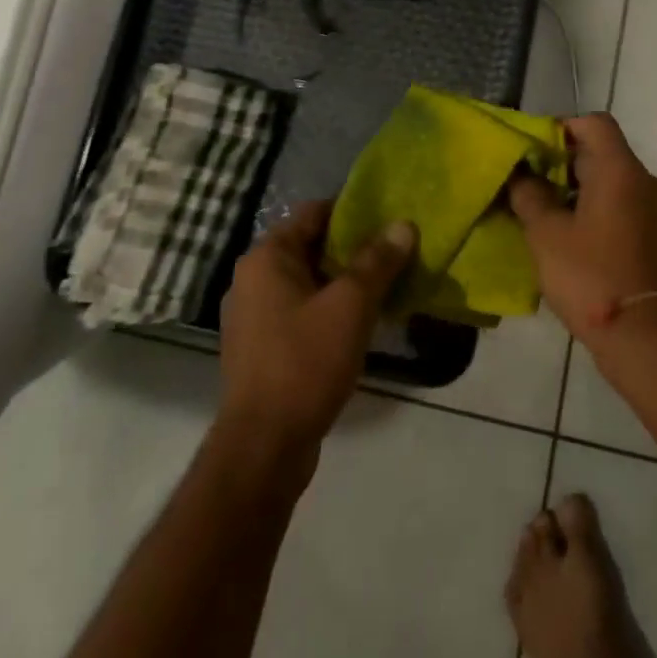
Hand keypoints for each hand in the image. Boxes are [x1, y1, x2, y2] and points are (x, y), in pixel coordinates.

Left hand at [218, 202, 414, 458]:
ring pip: (309, 282)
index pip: (314, 212)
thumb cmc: (304, 362)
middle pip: (312, 246)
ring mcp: (254, 317)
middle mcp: (253, 279)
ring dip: (345, 281)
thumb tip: (403, 224)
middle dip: (355, 248)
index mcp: (267, 258)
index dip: (354, 209)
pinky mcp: (262, 348)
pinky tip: (363, 321)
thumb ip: (378, 262)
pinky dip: (330, 309)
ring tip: (388, 283)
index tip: (390, 215)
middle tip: (397, 249)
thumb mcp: (351, 305)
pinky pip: (302, 311)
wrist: (264, 448)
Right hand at [508, 114, 656, 348]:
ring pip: (618, 184)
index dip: (563, 127)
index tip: (536, 151)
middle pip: (606, 153)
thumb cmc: (592, 277)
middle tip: (534, 188)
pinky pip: (631, 210)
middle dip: (568, 165)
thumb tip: (521, 175)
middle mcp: (647, 182)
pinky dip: (605, 214)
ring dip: (585, 192)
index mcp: (621, 170)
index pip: (595, 123)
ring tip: (552, 218)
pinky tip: (581, 244)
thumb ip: (530, 196)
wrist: (648, 338)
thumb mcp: (546, 235)